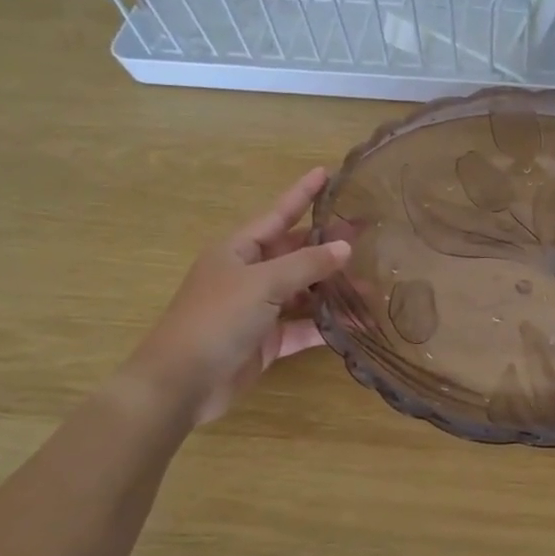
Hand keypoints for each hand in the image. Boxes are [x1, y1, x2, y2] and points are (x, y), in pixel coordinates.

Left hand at [124, 167, 350, 429]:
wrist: (182, 382)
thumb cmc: (217, 319)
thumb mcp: (263, 283)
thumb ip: (306, 264)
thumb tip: (345, 247)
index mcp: (239, 250)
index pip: (278, 214)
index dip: (302, 193)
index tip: (328, 172)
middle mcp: (249, 274)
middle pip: (296, 253)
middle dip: (329, 245)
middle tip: (368, 235)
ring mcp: (259, 309)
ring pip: (304, 291)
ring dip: (334, 290)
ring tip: (372, 285)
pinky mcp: (268, 341)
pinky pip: (304, 326)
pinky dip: (327, 325)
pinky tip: (358, 323)